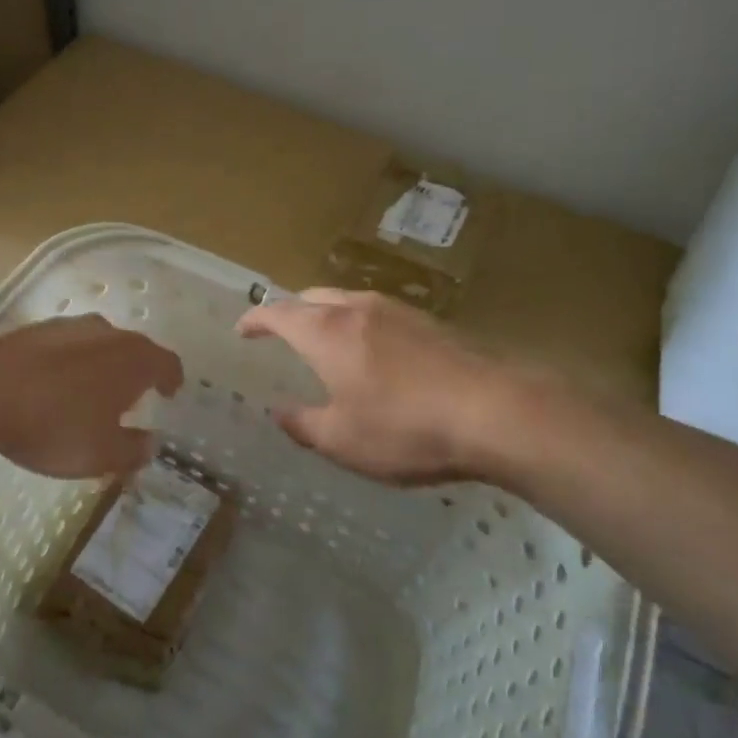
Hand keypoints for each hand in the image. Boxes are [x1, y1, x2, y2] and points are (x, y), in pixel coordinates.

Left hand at [0, 315, 183, 477]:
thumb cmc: (55, 424)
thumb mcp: (101, 454)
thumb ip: (133, 450)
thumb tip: (150, 444)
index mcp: (134, 358)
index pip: (167, 362)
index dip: (172, 379)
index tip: (169, 393)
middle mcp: (107, 332)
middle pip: (132, 349)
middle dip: (135, 373)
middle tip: (130, 400)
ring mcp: (68, 326)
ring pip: (96, 344)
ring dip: (98, 367)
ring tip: (87, 395)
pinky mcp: (33, 328)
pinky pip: (63, 347)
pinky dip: (66, 364)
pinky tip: (49, 388)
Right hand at [235, 289, 493, 485]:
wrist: (495, 412)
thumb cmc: (405, 429)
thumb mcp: (342, 440)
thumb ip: (304, 424)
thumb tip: (281, 413)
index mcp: (326, 333)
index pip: (278, 313)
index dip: (256, 319)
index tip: (242, 329)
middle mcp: (357, 310)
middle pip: (312, 297)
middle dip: (290, 311)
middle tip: (280, 332)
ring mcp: (397, 311)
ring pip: (347, 299)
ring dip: (326, 314)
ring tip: (324, 339)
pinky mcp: (430, 323)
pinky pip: (377, 312)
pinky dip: (358, 323)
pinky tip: (372, 350)